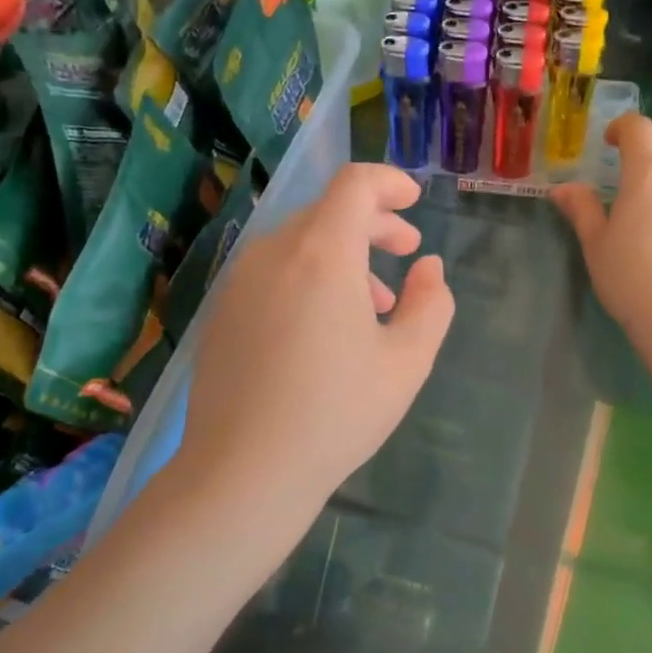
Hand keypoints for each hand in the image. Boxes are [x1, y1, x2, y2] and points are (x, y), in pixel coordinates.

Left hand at [177, 163, 453, 513]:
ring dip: (342, 257)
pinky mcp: (221, 313)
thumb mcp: (407, 361)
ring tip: (372, 305)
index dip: (389, 183)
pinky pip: (273, 274)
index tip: (414, 201)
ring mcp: (239, 282)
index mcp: (322, 253)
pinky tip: (324, 330)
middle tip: (406, 253)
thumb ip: (430, 303)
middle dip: (373, 225)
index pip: (354, 184)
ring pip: (299, 245)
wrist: (244, 470)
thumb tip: (429, 268)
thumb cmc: (337, 413)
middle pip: (327, 213)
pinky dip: (307, 279)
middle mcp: (273, 253)